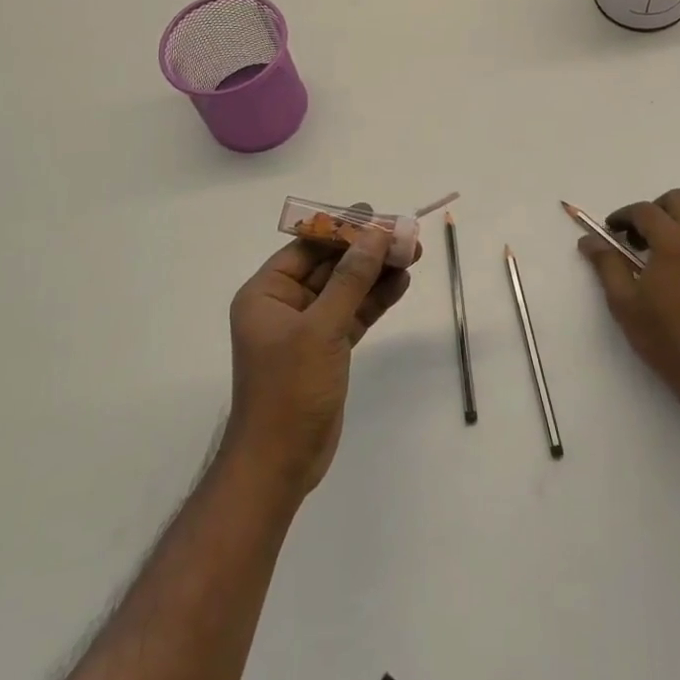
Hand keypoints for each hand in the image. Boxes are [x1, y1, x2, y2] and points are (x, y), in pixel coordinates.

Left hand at [223, 227, 414, 502]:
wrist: (281, 463)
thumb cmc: (289, 390)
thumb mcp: (321, 329)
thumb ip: (351, 280)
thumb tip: (376, 235)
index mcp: (266, 294)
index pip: (307, 248)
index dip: (342, 230)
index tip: (377, 216)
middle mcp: (284, 305)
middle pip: (330, 265)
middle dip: (367, 251)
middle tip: (405, 236)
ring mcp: (307, 328)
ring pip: (346, 289)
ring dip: (377, 273)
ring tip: (414, 254)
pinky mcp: (327, 349)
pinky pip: (354, 314)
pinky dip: (376, 299)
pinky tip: (402, 283)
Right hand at [578, 189, 679, 418]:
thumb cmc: (663, 337)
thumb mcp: (624, 302)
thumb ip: (606, 264)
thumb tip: (588, 241)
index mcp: (673, 242)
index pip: (644, 211)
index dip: (623, 216)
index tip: (611, 231)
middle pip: (677, 200)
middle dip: (653, 210)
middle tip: (637, 236)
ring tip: (664, 241)